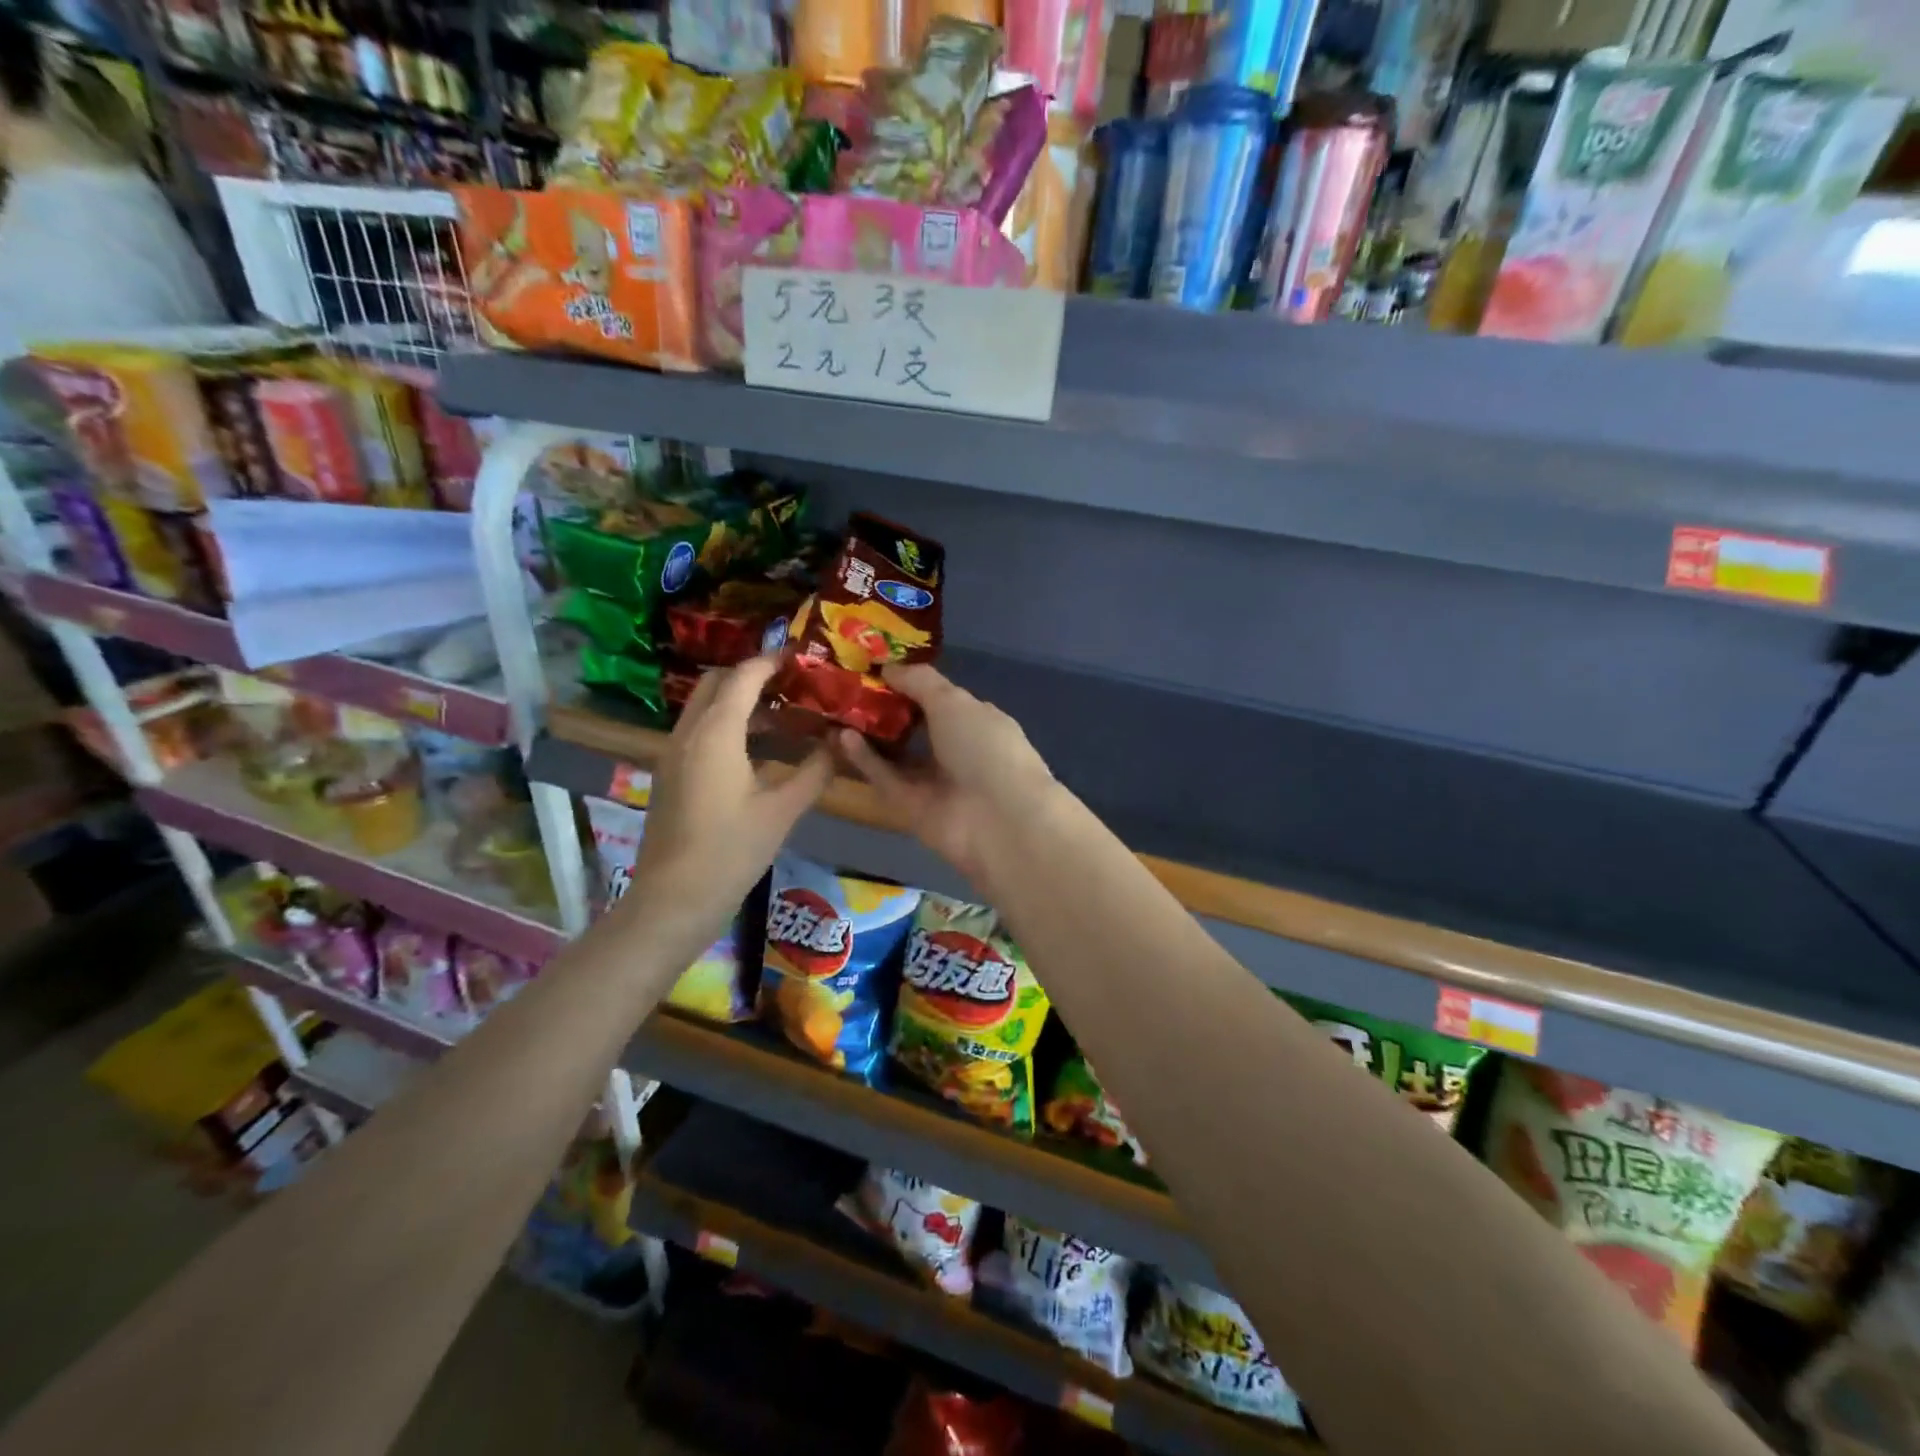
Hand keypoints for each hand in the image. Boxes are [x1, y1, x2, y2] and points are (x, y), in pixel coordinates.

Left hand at [628, 656, 832, 931]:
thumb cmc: (731, 851)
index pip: (744, 677)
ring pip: (705, 707)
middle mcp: (688, 733)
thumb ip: (815, 771)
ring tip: (784, 714)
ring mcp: (673, 753)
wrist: (673, 900)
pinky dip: (727, 724)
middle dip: (752, 675)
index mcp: (715, 733)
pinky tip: (758, 749)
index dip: (772, 660)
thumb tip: (839, 743)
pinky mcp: (671, 774)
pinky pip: (699, 730)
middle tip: (793, 684)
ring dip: (740, 701)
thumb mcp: (783, 811)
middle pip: (717, 683)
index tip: (802, 656)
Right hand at [837, 664, 1060, 887]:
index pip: (940, 698)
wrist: (998, 820)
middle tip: (847, 690)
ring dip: (869, 735)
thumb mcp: (953, 701)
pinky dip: (866, 760)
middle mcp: (957, 750)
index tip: (875, 669)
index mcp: (977, 720)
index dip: (909, 683)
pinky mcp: (912, 808)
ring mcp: (934, 781)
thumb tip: (888, 668)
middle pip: (914, 727)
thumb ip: (919, 682)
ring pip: (896, 755)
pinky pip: (886, 778)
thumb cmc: (984, 747)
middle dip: (884, 710)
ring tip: (837, 711)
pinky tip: (841, 737)